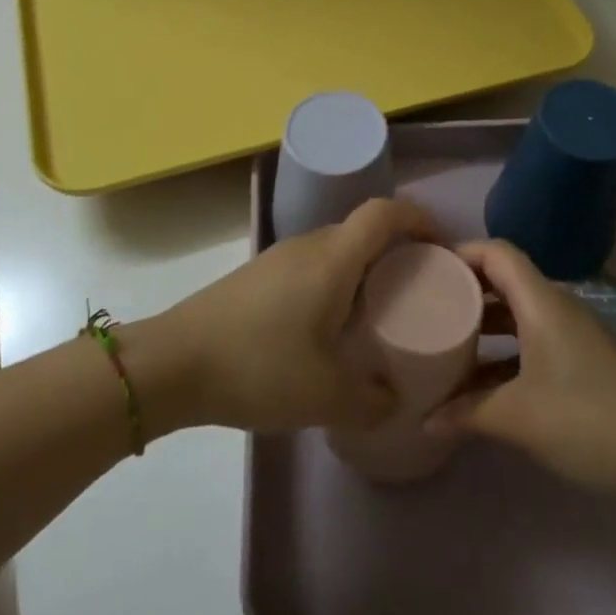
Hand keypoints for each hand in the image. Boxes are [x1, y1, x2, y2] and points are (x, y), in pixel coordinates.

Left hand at [152, 198, 438, 433]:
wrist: (172, 362)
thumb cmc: (258, 366)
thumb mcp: (326, 396)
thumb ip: (372, 402)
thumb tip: (396, 400)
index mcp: (333, 258)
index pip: (386, 212)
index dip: (420, 218)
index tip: (443, 246)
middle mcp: (308, 245)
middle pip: (363, 230)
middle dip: (398, 250)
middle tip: (419, 290)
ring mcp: (278, 257)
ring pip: (336, 249)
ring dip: (364, 269)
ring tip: (379, 311)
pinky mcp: (257, 276)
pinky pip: (312, 266)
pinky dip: (335, 282)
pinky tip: (329, 327)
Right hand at [428, 239, 615, 495]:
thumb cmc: (589, 420)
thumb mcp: (519, 417)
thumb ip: (467, 413)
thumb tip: (425, 419)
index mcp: (541, 303)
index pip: (497, 252)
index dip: (462, 253)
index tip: (427, 269)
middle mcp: (557, 308)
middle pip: (506, 280)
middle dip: (467, 289)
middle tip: (428, 304)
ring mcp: (573, 335)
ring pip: (519, 313)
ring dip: (486, 324)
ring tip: (448, 341)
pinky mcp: (583, 361)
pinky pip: (533, 340)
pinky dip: (506, 351)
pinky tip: (483, 382)